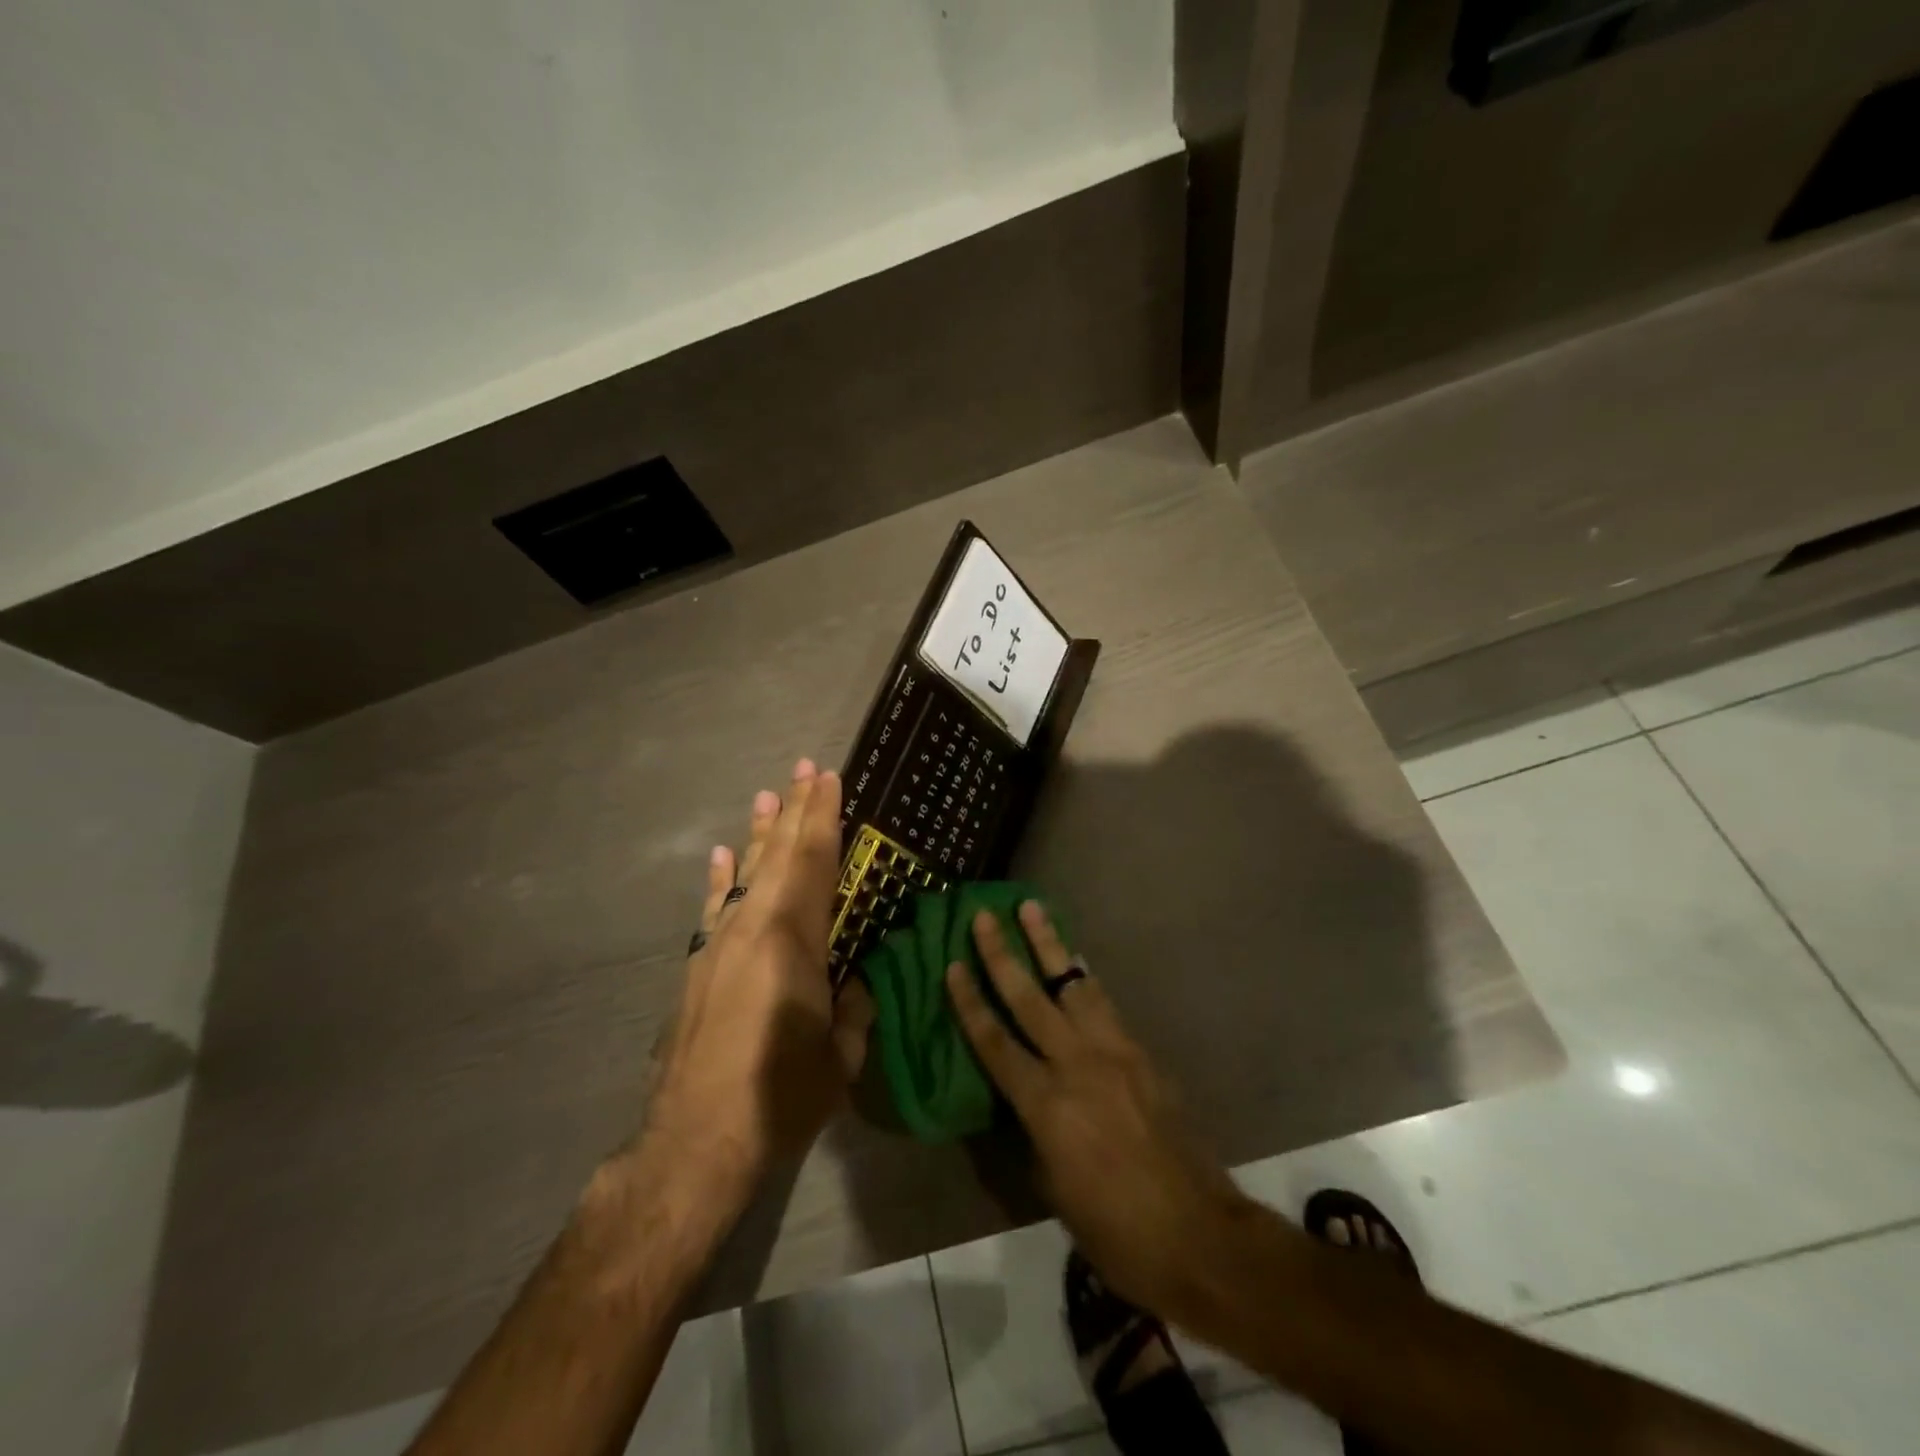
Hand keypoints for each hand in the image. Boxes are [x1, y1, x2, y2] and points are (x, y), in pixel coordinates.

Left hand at [643, 760, 873, 1206]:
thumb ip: (855, 1009)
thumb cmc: (780, 1098)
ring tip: (768, 795)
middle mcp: (754, 930)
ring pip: (746, 875)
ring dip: (760, 834)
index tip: (830, 779)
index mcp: (795, 943)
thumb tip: (855, 982)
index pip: (815, 864)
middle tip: (805, 768)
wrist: (694, 1144)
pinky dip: (721, 878)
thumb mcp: (842, 1058)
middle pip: (780, 856)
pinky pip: (714, 908)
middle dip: (795, 810)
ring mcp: (719, 946)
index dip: (824, 819)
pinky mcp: (697, 968)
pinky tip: (724, 855)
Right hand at [947, 903, 1248, 1319]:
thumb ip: (1032, 1130)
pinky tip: (1075, 963)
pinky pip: (1104, 1003)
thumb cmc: (1113, 1228)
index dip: (969, 1001)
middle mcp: (1076, 1064)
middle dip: (1001, 954)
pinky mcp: (1141, 1052)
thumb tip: (1024, 1098)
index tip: (952, 964)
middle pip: (1029, 998)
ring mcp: (1114, 1052)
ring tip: (1032, 909)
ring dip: (1049, 944)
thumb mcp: (1052, 1186)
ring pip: (1073, 984)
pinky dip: (1083, 978)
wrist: (1196, 1233)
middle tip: (983, 915)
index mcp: (1046, 1104)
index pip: (995, 1041)